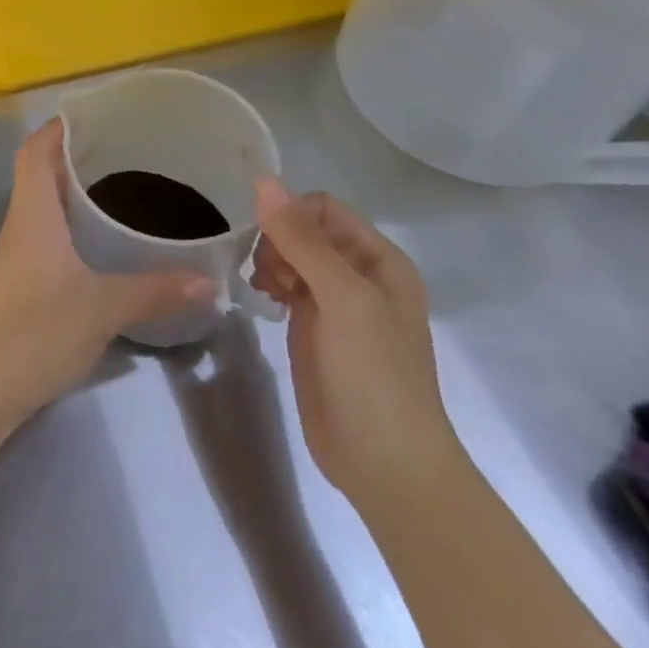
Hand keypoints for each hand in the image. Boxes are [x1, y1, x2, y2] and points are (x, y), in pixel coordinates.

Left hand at [0, 120, 214, 423]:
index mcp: (32, 210)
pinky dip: (72, 225)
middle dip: (76, 155)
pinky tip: (102, 244)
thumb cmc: (35, 330)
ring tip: (122, 189)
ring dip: (74, 191)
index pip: (36, 148)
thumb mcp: (103, 306)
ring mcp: (16, 253)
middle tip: (124, 151)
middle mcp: (20, 222)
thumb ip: (155, 289)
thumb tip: (210, 279)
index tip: (98, 116)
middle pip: (40, 170)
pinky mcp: (20, 282)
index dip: (61, 126)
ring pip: (44, 204)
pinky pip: (47, 234)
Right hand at [250, 180, 462, 511]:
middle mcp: (359, 274)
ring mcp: (335, 302)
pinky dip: (268, 283)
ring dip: (270, 260)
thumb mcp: (343, 299)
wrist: (385, 466)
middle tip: (267, 274)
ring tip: (265, 289)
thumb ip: (302, 240)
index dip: (292, 216)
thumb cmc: (375, 375)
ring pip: (290, 254)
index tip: (270, 245)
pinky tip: (262, 300)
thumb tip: (262, 180)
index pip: (324, 208)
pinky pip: (285, 284)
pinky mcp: (313, 327)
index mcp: (379, 260)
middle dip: (278, 240)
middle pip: (304, 228)